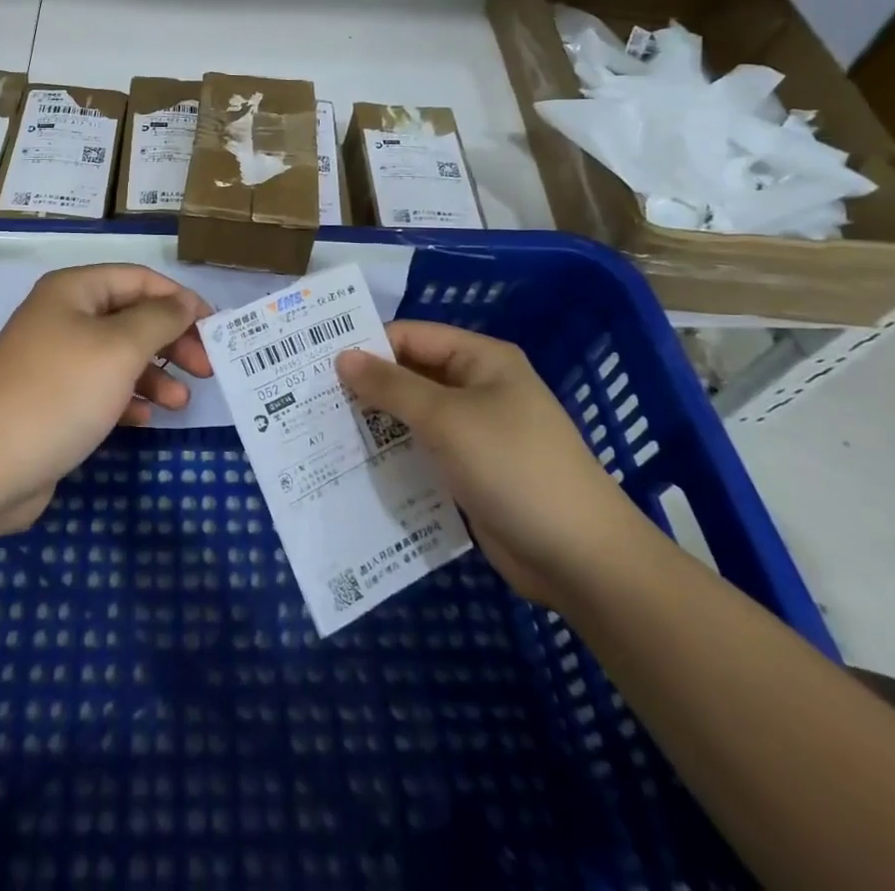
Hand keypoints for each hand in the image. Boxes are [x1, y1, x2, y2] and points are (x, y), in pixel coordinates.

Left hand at [0, 264, 211, 537]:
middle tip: (206, 369)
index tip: (215, 329)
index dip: (180, 299)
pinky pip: (101, 388)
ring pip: (119, 356)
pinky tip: (145, 418)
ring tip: (180, 402)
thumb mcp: (120, 348)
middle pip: (131, 317)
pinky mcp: (53, 399)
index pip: (139, 279)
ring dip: (154, 374)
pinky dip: (127, 398)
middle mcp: (63, 317)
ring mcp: (56, 360)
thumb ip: (160, 319)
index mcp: (74, 290)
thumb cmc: (60, 392)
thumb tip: (186, 301)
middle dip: (171, 340)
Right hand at [338, 322, 655, 607]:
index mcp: (481, 359)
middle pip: (411, 375)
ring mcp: (477, 432)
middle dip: (367, 387)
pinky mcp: (473, 472)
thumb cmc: (513, 467)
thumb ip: (391, 386)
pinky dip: (396, 454)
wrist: (581, 557)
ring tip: (324, 432)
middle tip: (312, 400)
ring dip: (377, 423)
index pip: (410, 337)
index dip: (367, 347)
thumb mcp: (446, 419)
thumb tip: (342, 356)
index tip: (318, 366)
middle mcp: (478, 387)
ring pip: (415, 416)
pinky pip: (425, 452)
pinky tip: (358, 465)